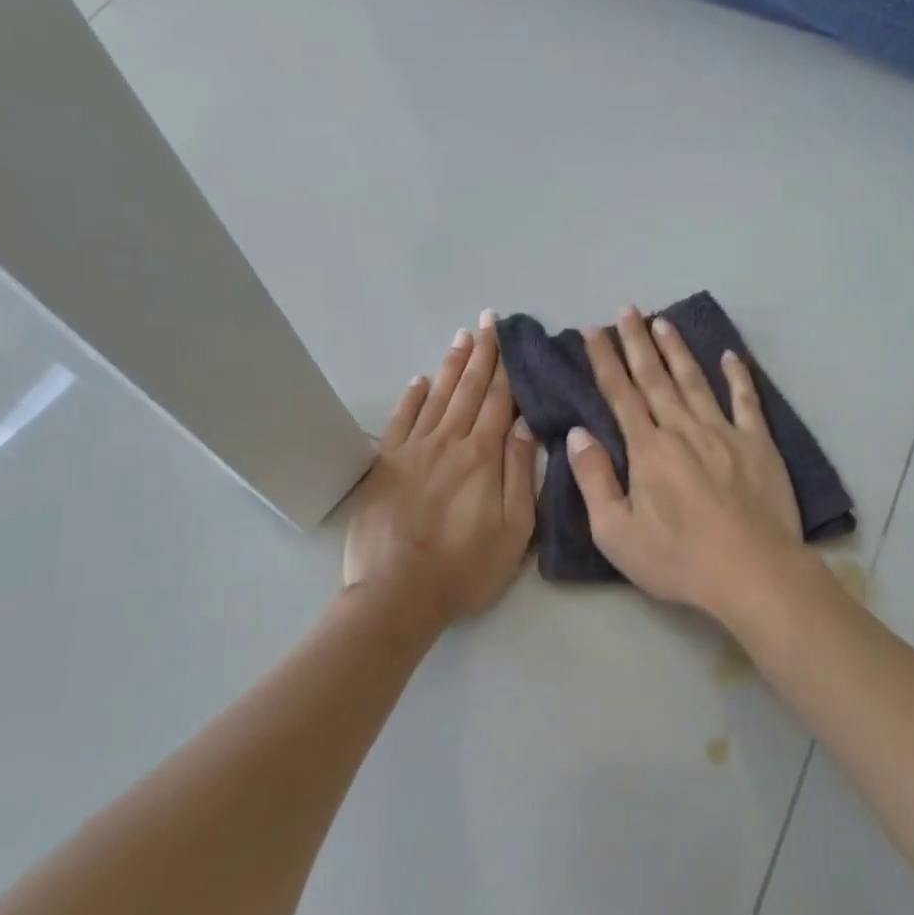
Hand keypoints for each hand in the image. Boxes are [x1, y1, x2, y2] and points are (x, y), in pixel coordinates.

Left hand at [344, 311, 536, 624]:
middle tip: (488, 321)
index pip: (500, 402)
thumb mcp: (515, 530)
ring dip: (452, 365)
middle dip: (482, 354)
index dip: (507, 368)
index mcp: (483, 457)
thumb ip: (522, 475)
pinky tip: (421, 379)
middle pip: (469, 389)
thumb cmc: (466, 568)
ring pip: (437, 396)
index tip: (512, 338)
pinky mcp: (386, 464)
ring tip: (463, 337)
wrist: (398, 593)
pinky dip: (412, 396)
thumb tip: (527, 428)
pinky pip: (401, 419)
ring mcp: (413, 450)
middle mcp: (448, 442)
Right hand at [566, 307, 802, 615]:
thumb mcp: (616, 532)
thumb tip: (579, 434)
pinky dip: (737, 376)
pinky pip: (746, 401)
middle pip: (655, 378)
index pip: (621, 395)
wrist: (752, 572)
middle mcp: (684, 429)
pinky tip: (729, 355)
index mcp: (648, 449)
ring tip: (662, 321)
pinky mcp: (758, 445)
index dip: (605, 362)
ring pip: (695, 381)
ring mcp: (725, 433)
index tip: (592, 332)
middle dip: (637, 342)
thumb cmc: (678, 559)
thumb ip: (594, 480)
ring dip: (677, 350)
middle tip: (626, 310)